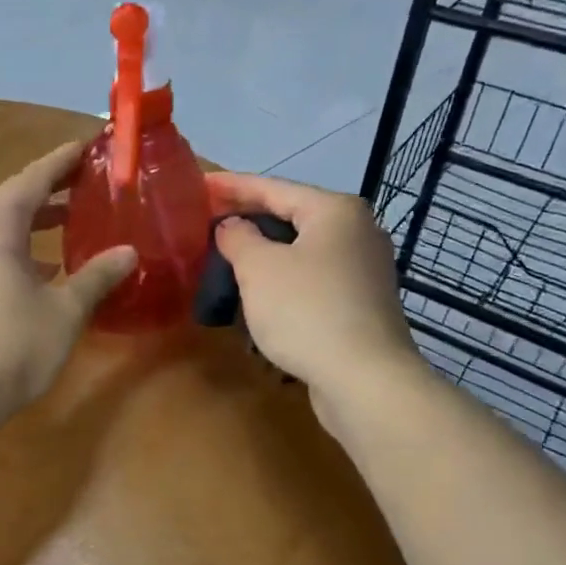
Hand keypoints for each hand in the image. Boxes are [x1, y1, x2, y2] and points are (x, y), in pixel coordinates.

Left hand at [0, 141, 136, 428]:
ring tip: (75, 221)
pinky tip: (49, 269)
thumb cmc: (9, 345)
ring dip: (38, 221)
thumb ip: (96, 277)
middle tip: (89, 182)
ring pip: (4, 229)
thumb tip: (129, 253)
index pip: (33, 178)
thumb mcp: (64, 311)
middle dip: (52, 188)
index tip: (89, 146)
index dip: (63, 161)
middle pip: (15, 199)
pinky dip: (25, 249)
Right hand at [205, 172, 421, 419]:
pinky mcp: (362, 303)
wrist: (365, 380)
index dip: (232, 186)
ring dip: (265, 252)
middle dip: (249, 218)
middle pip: (292, 216)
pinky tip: (261, 293)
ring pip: (302, 250)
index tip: (200, 184)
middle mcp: (358, 231)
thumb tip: (232, 227)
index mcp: (335, 211)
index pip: (273, 187)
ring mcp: (365, 269)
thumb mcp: (258, 268)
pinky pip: (313, 278)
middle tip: (209, 220)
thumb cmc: (307, 311)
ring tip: (228, 256)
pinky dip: (284, 279)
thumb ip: (238, 238)